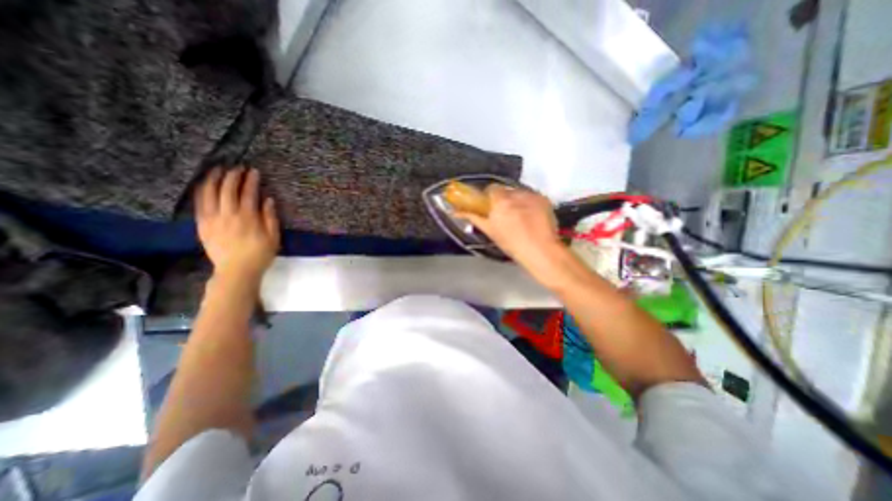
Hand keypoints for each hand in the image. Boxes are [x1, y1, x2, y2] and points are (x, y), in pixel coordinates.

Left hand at [195, 166, 279, 278]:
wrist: (236, 271)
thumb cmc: (260, 254)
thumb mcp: (273, 237)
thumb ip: (270, 217)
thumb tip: (268, 200)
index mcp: (248, 217)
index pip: (248, 193)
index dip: (251, 180)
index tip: (253, 171)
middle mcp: (228, 214)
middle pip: (227, 189)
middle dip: (232, 175)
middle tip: (237, 167)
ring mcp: (212, 219)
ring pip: (209, 193)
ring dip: (213, 179)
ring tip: (218, 170)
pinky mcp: (202, 225)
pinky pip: (199, 203)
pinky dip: (201, 191)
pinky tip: (204, 185)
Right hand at [459, 184, 563, 277]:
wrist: (541, 250)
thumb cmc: (512, 244)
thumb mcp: (490, 231)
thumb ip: (474, 217)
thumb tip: (457, 212)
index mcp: (501, 201)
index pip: (491, 189)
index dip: (489, 197)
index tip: (490, 207)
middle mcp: (517, 194)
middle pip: (506, 190)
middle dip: (504, 199)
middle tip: (504, 214)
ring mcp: (533, 195)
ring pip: (520, 193)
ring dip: (517, 201)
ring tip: (520, 217)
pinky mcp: (544, 199)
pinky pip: (532, 197)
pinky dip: (529, 204)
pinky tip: (531, 217)